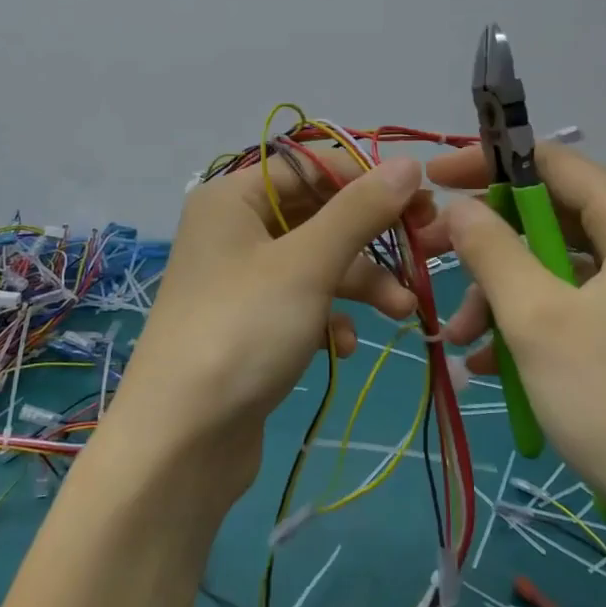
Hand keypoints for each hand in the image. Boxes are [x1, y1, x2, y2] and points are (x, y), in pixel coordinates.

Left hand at [106, 152, 433, 502]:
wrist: (180, 443)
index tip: (423, 202)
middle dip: (371, 239)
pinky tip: (345, 346)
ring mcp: (241, 282)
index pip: (312, 167)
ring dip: (361, 283)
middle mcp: (234, 231)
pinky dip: (330, 318)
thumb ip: (360, 211)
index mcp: (233, 198)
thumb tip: (410, 163)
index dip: (367, 179)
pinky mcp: (252, 326)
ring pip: (316, 263)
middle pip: (318, 215)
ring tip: (403, 310)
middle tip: (424, 250)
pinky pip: (302, 304)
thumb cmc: (243, 331)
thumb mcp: (307, 264)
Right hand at [426, 143, 605, 544]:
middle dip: (488, 246)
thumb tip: (457, 206)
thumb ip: (490, 249)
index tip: (433, 181)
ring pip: (560, 268)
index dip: (486, 165)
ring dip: (502, 296)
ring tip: (460, 341)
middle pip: (552, 217)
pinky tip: (491, 367)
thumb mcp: (536, 318)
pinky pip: (580, 306)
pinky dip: (533, 325)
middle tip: (433, 262)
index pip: (550, 162)